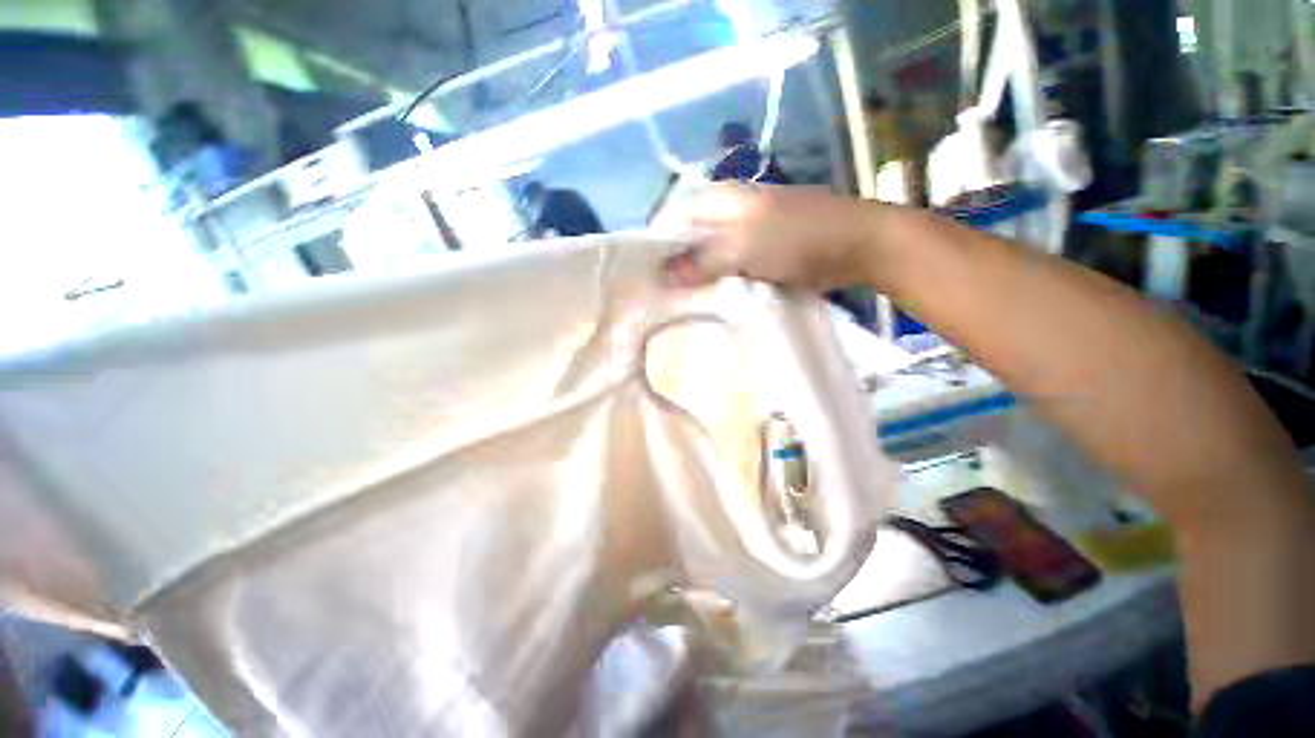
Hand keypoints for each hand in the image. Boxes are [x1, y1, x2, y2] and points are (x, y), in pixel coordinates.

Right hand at [663, 184, 882, 289]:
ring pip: (712, 253)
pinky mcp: (764, 250)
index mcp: (722, 197)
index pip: (675, 216)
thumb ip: (702, 260)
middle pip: (692, 237)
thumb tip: (662, 275)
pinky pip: (732, 266)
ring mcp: (749, 230)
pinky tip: (715, 299)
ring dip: (701, 276)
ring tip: (686, 302)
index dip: (661, 245)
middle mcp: (730, 210)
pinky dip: (723, 281)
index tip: (651, 277)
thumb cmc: (799, 239)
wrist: (859, 245)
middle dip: (680, 265)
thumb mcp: (744, 248)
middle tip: (667, 295)